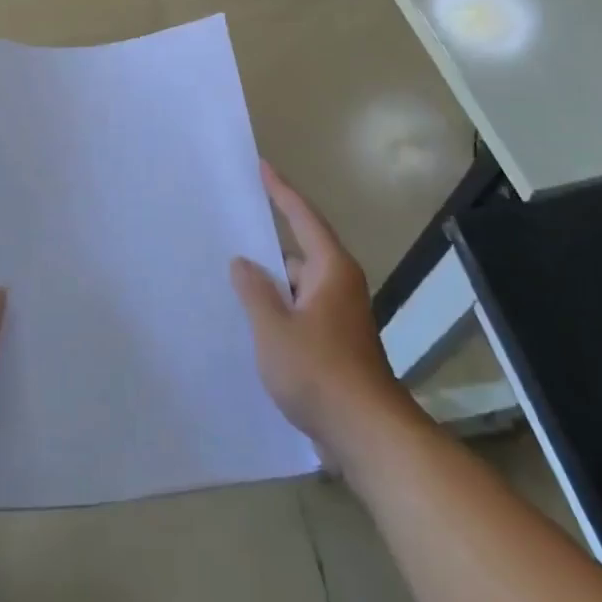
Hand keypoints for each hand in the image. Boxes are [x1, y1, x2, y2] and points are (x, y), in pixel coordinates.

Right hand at [230, 163, 412, 471]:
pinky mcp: (337, 343)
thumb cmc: (320, 373)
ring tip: (234, 278)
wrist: (367, 435)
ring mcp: (340, 316)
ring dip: (273, 283)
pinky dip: (280, 308)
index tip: (262, 166)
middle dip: (269, 243)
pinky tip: (254, 321)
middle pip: (300, 250)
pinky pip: (302, 310)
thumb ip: (255, 291)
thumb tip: (243, 262)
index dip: (281, 190)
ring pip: (299, 285)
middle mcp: (339, 284)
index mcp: (330, 269)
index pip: (302, 217)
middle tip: (234, 228)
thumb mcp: (274, 329)